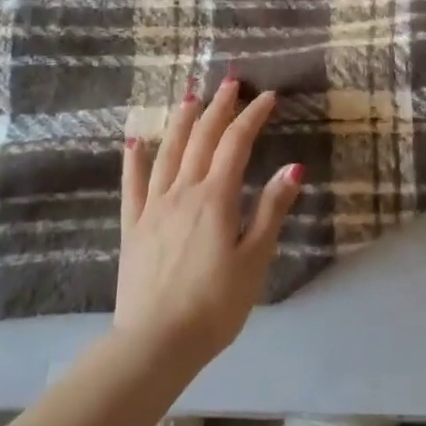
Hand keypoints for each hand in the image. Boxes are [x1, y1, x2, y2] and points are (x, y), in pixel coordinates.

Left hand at [115, 76, 302, 362]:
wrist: (156, 343)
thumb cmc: (215, 305)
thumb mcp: (254, 260)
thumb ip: (271, 210)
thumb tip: (293, 166)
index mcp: (215, 198)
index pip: (236, 144)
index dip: (252, 116)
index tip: (268, 96)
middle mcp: (182, 192)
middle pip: (201, 139)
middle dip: (218, 108)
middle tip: (230, 82)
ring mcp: (153, 207)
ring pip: (167, 153)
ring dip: (181, 121)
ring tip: (190, 97)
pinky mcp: (132, 227)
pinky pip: (132, 185)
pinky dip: (134, 160)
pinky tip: (135, 141)